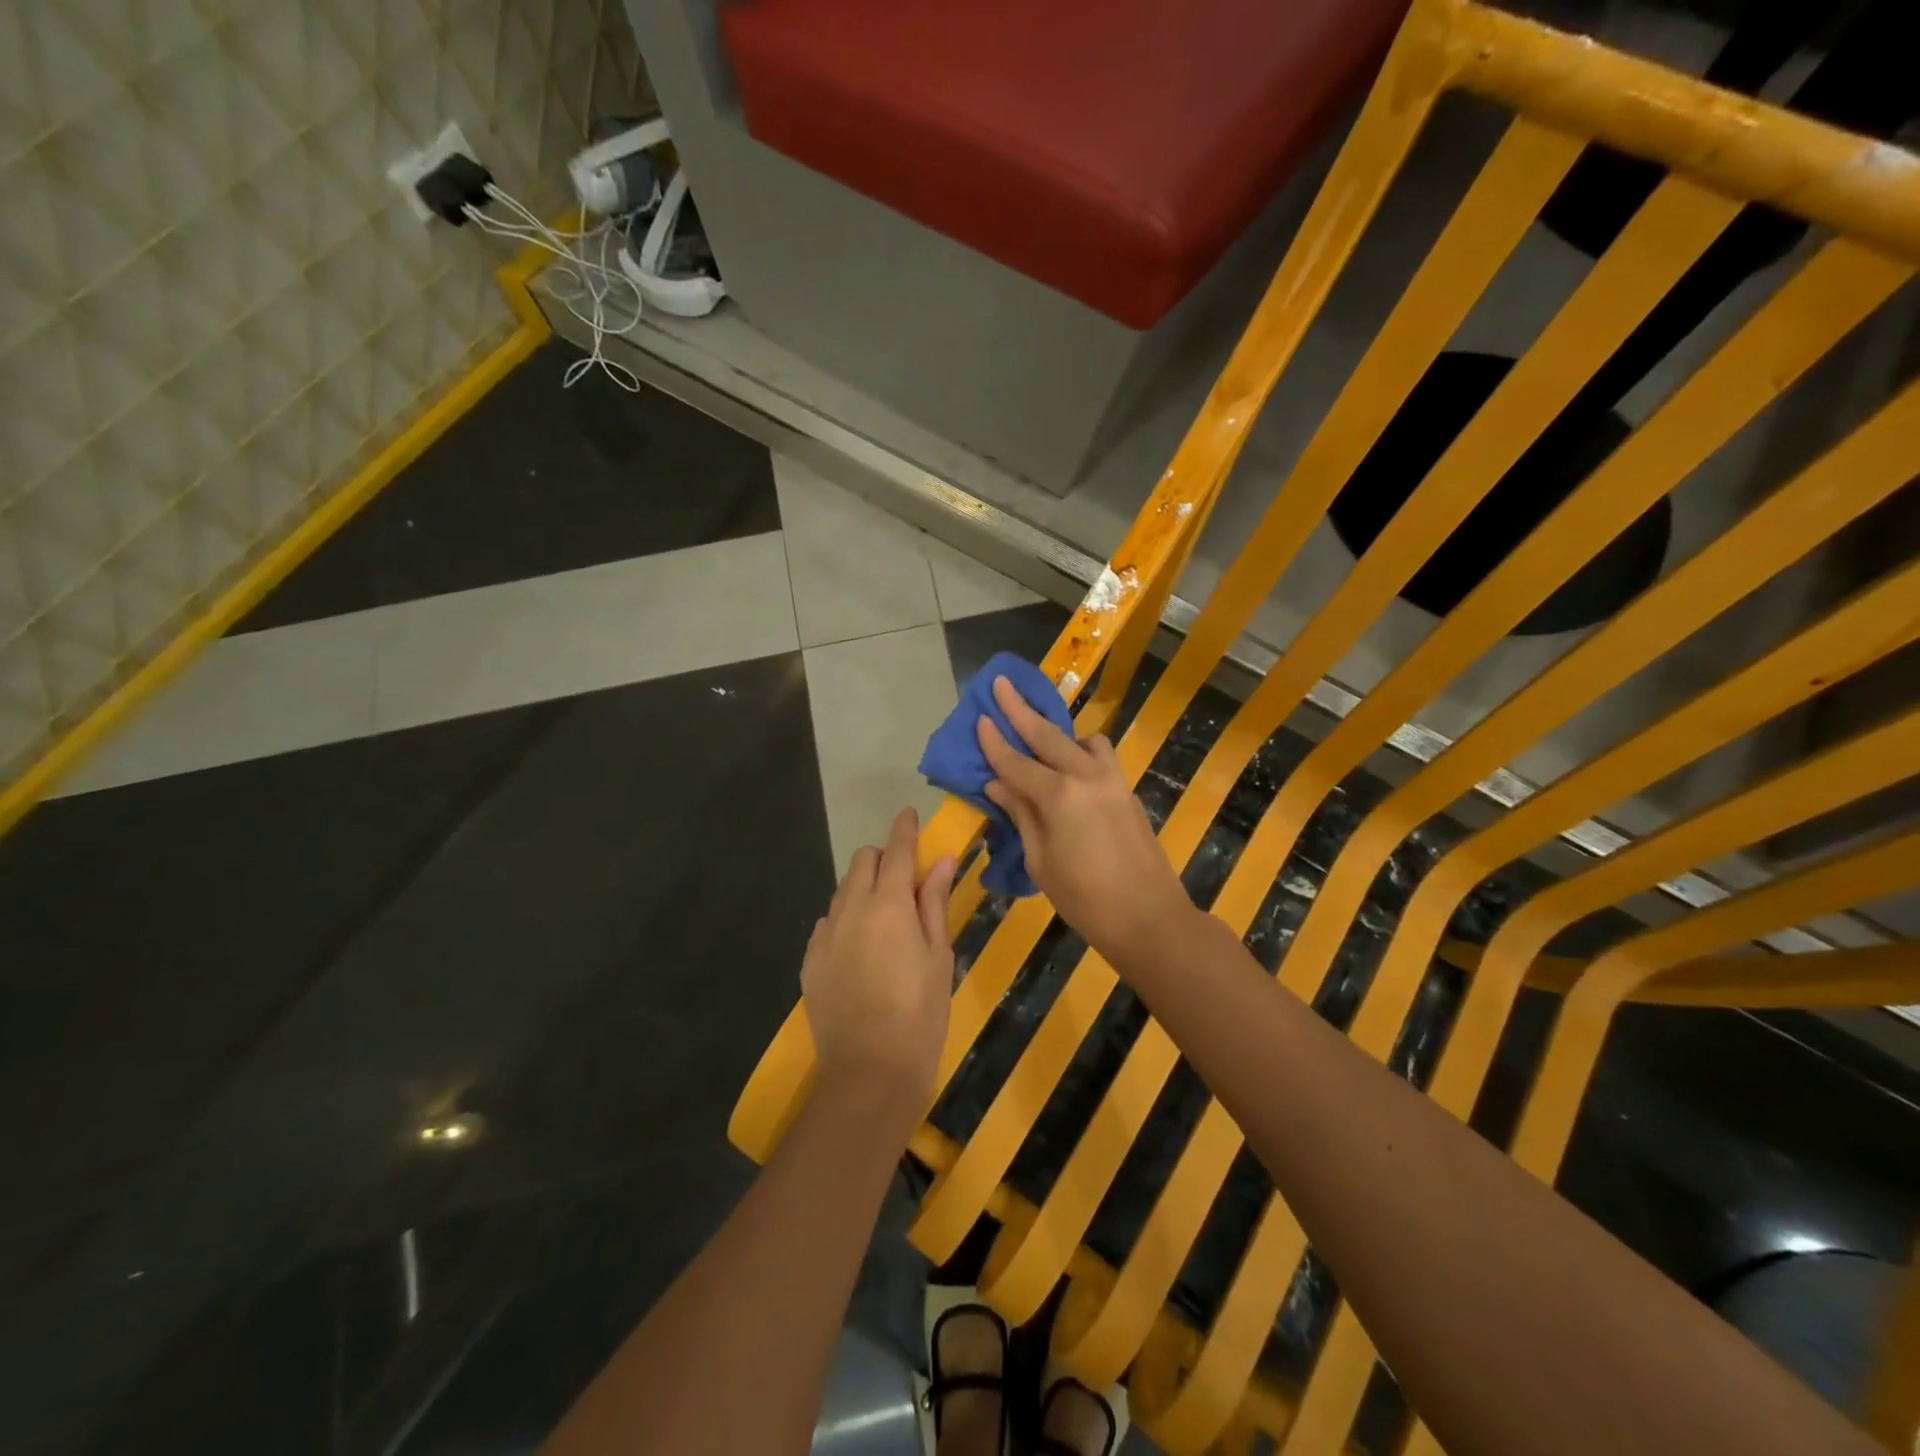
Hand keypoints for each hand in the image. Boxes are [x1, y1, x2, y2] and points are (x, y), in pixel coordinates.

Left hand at [801, 808, 956, 1118]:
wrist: (870, 1072)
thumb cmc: (921, 1013)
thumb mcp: (938, 955)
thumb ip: (935, 902)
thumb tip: (942, 860)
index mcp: (890, 903)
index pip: (897, 850)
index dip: (905, 829)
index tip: (909, 815)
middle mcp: (851, 908)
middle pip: (863, 861)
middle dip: (883, 859)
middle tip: (905, 882)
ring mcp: (825, 934)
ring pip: (843, 890)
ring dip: (864, 889)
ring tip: (884, 920)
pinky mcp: (810, 960)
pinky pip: (827, 923)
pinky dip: (845, 921)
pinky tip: (860, 949)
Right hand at [975, 675, 1189, 954]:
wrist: (1149, 917)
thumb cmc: (1084, 898)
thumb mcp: (1040, 861)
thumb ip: (1020, 815)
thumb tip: (997, 784)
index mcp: (1058, 796)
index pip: (1016, 761)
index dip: (994, 741)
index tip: (979, 717)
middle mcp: (1086, 775)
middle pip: (1047, 734)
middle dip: (1021, 708)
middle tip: (1001, 683)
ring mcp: (1112, 779)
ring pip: (1082, 740)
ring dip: (1058, 733)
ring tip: (1041, 742)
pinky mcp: (1127, 790)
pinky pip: (1100, 757)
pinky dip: (1081, 752)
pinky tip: (1070, 770)